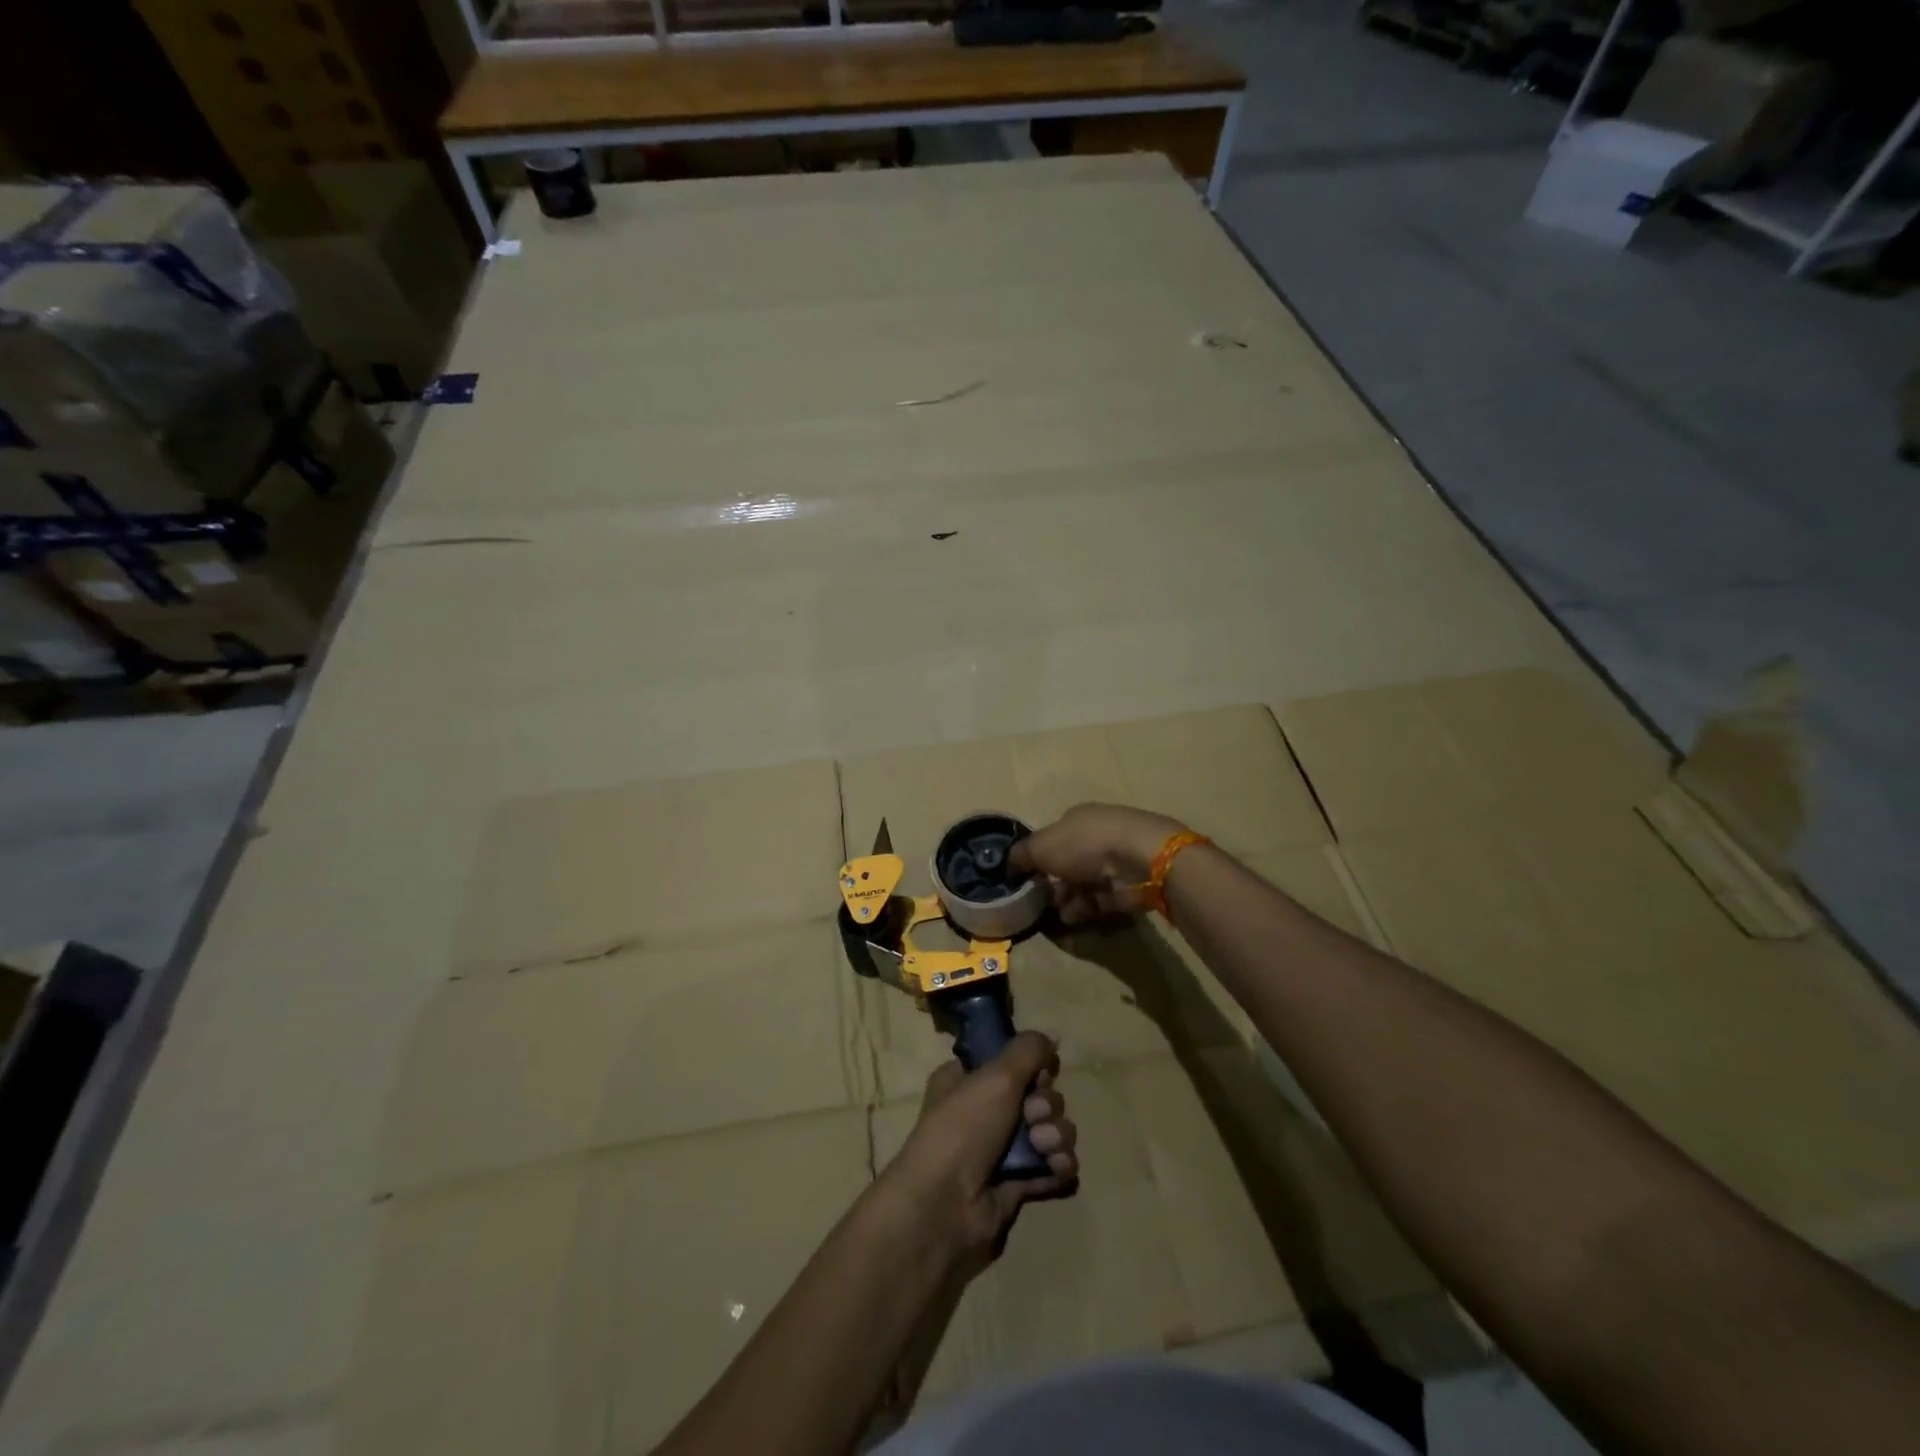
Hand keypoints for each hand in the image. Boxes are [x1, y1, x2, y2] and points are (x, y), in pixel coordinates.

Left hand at [882, 1031, 1078, 1274]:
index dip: (1030, 1067)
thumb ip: (1029, 1050)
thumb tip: (1053, 1037)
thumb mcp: (996, 1075)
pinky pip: (1050, 1166)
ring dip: (1056, 1134)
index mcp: (967, 1080)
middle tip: (1035, 1115)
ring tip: (1045, 1146)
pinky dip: (1058, 1165)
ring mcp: (1000, 1150)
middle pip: (1036, 1095)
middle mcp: (983, 1111)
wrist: (945, 1207)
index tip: (1037, 1073)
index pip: (1010, 1062)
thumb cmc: (963, 1128)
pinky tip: (1057, 1168)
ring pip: (1048, 1130)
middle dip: (1046, 1104)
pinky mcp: (1016, 1184)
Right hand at [1010, 803, 1186, 924]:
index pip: (1053, 836)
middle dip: (1052, 882)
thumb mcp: (1041, 846)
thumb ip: (1022, 855)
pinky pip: (1099, 900)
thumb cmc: (1084, 844)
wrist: (1137, 859)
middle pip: (1068, 862)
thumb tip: (1010, 863)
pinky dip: (1084, 909)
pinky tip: (1072, 918)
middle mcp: (1096, 836)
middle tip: (1039, 899)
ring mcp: (1114, 861)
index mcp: (1077, 819)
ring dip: (1067, 899)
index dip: (1038, 856)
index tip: (1026, 876)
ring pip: (1083, 883)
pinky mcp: (1127, 886)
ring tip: (1056, 913)